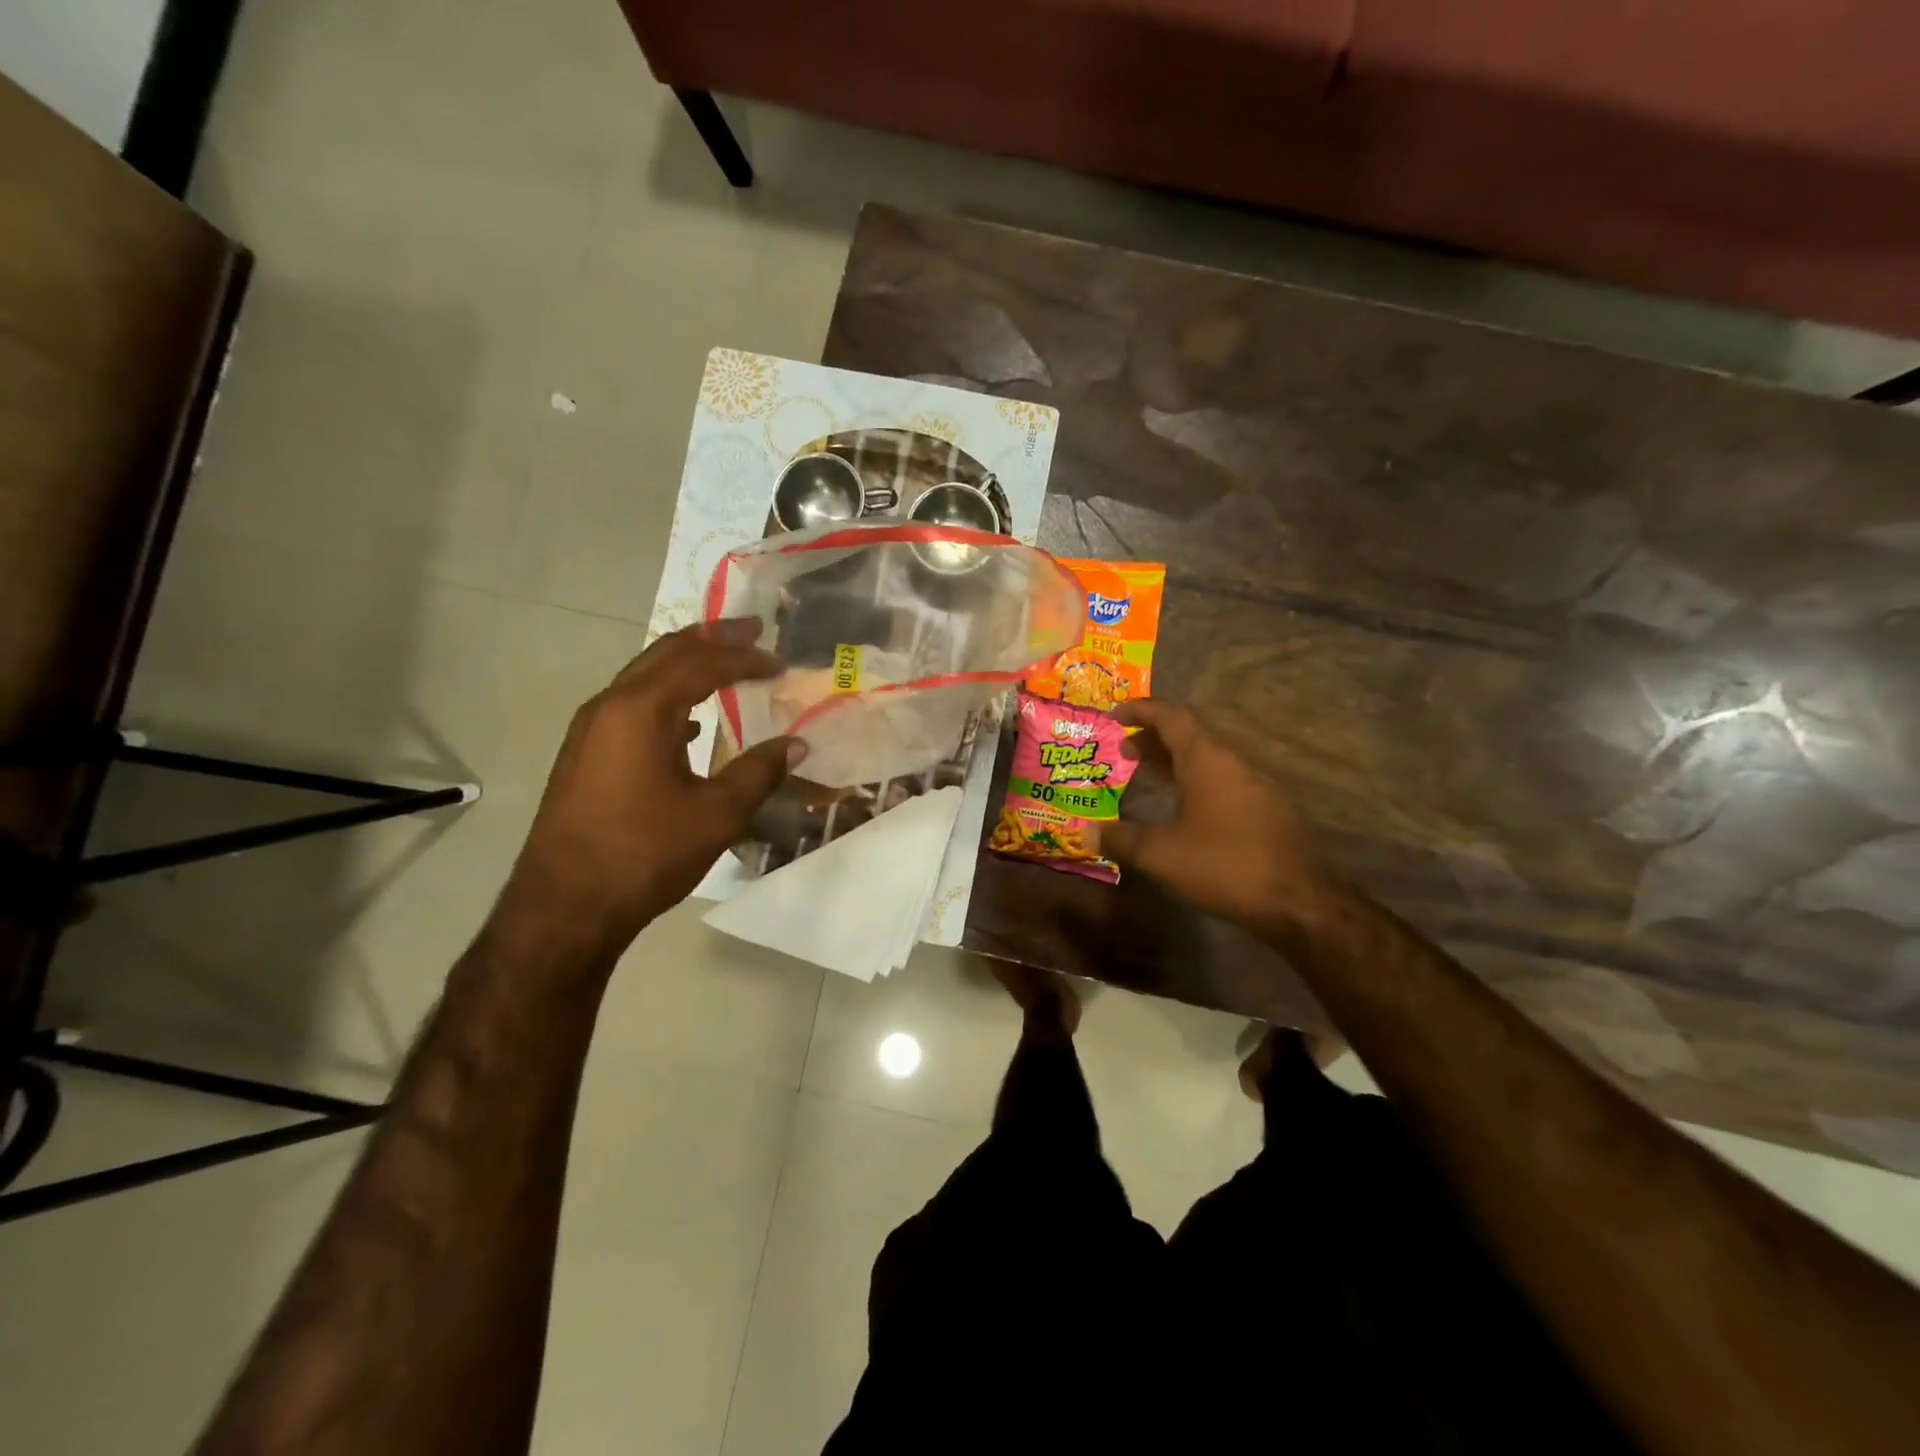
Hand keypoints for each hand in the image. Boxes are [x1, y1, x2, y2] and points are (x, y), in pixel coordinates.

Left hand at [504, 620, 800, 956]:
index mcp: (641, 710)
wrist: (565, 906)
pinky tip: (688, 722)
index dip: (744, 659)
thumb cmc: (645, 853)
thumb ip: (760, 771)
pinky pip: (631, 706)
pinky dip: (666, 697)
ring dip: (685, 664)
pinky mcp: (584, 755)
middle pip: (665, 654)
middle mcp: (610, 707)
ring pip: (643, 677)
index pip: (701, 666)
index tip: (779, 661)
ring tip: (722, 662)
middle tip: (750, 629)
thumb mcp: (716, 814)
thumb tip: (798, 744)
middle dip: (711, 638)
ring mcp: (590, 730)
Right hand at [1095, 700, 1341, 939]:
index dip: (1141, 710)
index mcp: (1208, 760)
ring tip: (1146, 775)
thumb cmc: (1226, 866)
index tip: (1114, 714)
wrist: (1301, 903)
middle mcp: (1234, 763)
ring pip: (1207, 759)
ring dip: (1174, 761)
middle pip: (1190, 735)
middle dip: (1153, 738)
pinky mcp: (1266, 810)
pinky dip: (1194, 781)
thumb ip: (1123, 840)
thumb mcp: (1163, 855)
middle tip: (1123, 751)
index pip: (1172, 716)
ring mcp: (1255, 786)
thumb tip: (1089, 834)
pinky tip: (1182, 808)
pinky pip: (1222, 780)